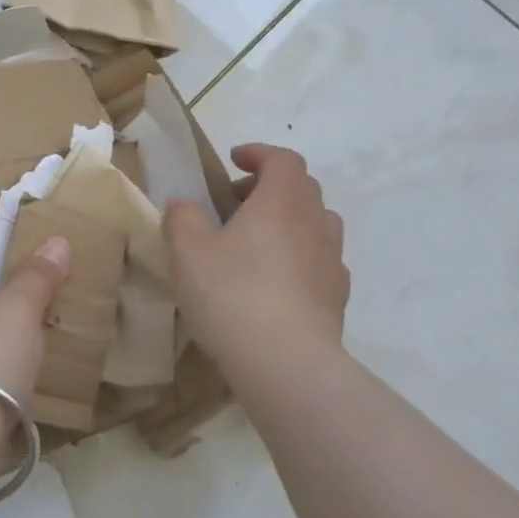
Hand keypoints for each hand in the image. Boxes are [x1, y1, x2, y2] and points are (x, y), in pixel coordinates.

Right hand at [163, 144, 349, 373]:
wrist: (287, 363)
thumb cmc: (233, 294)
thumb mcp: (187, 250)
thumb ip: (182, 217)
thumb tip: (184, 205)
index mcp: (282, 201)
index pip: (283, 159)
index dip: (259, 154)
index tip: (234, 160)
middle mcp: (315, 222)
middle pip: (303, 188)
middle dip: (271, 186)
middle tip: (237, 203)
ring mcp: (332, 261)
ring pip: (316, 224)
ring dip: (289, 222)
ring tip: (257, 243)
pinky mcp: (337, 298)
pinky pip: (320, 262)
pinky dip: (300, 258)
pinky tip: (276, 283)